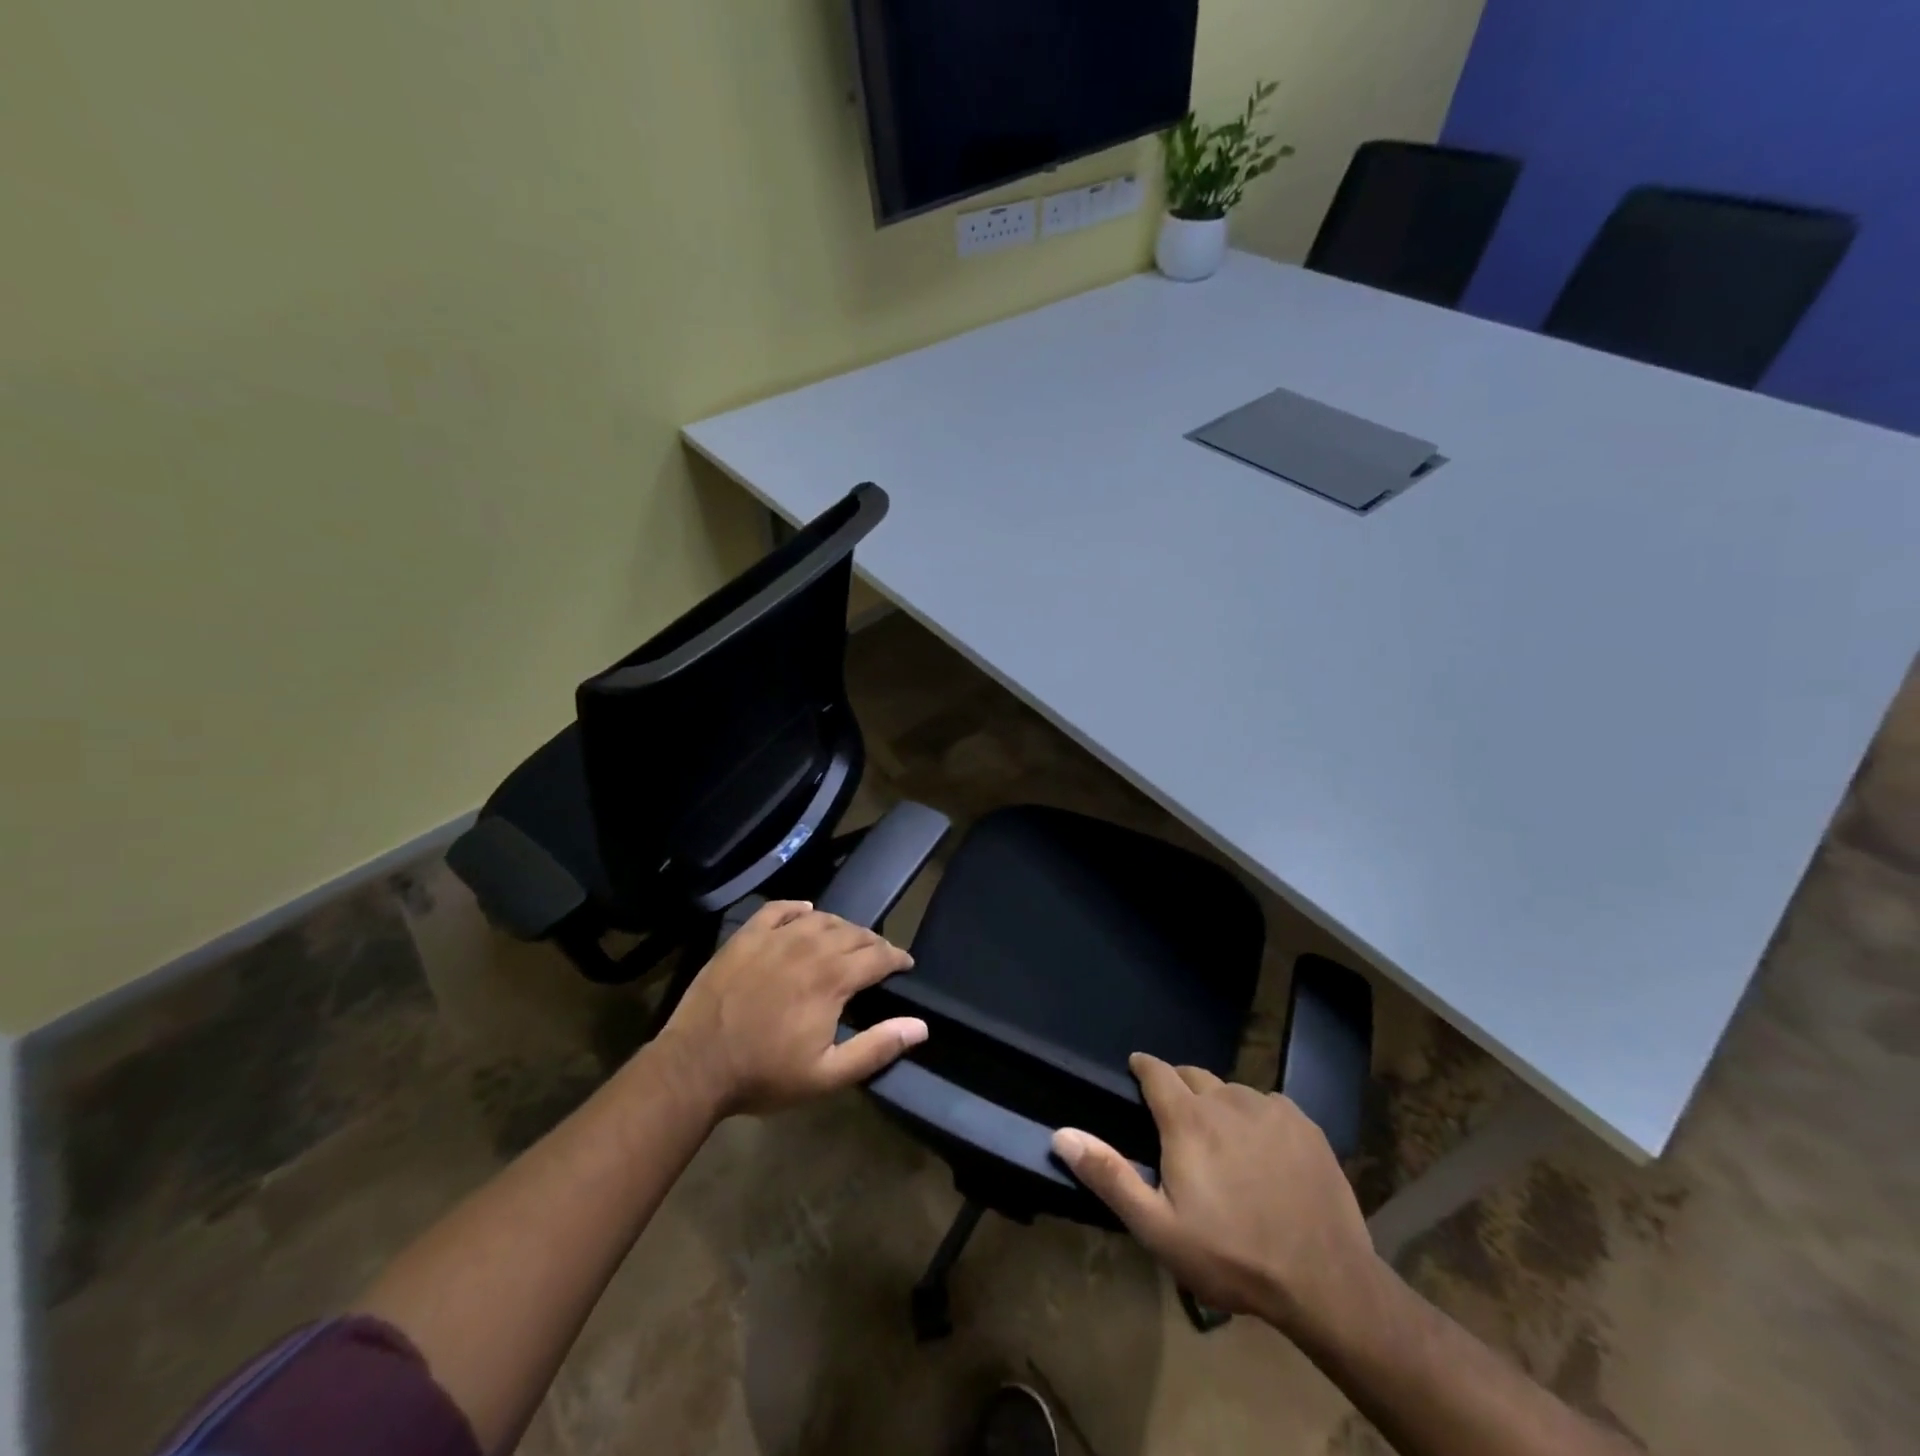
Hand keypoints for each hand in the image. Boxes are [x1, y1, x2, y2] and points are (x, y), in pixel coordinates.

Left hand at [654, 901, 925, 1117]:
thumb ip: (876, 1048)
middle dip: (873, 943)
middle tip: (878, 957)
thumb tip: (920, 1026)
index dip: (897, 958)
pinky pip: (779, 908)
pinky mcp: (746, 936)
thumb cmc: (764, 1075)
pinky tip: (805, 913)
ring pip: (821, 918)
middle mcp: (809, 947)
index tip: (905, 965)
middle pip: (853, 933)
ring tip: (846, 940)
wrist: (695, 1066)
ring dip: (841, 927)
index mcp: (833, 978)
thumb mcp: (827, 1075)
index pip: (878, 956)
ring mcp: (775, 938)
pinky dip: (798, 908)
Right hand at [1051, 1054, 1374, 1335]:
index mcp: (1188, 1119)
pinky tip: (1264, 1152)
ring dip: (1219, 1105)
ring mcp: (1269, 1108)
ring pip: (1232, 1091)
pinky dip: (1257, 1117)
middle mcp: (1226, 1099)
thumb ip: (1109, 1176)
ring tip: (1223, 1141)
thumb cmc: (1232, 1257)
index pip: (1157, 1071)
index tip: (1136, 1068)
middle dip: (1180, 1087)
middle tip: (1178, 1120)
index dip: (1143, 1066)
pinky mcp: (1304, 1124)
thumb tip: (1062, 1133)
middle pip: (1194, 1076)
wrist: (1325, 1282)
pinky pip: (1268, 1105)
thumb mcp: (1159, 1228)